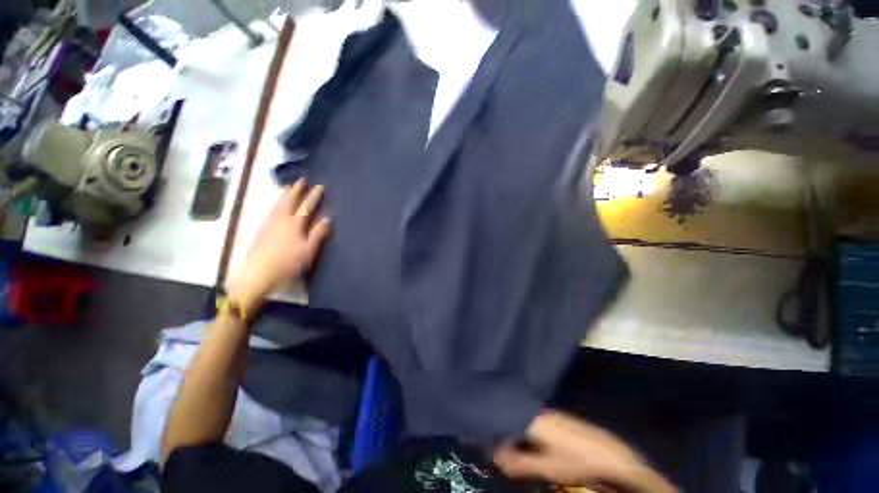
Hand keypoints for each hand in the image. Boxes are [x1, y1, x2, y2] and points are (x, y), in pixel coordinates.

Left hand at [226, 179, 330, 311]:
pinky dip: (275, 204)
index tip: (319, 187)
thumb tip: (327, 219)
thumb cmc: (288, 263)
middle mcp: (281, 220)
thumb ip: (317, 234)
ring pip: (278, 204)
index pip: (306, 207)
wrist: (258, 272)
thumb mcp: (308, 250)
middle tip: (301, 181)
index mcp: (295, 225)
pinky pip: (270, 211)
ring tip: (288, 187)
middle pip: (289, 201)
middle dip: (296, 190)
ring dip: (284, 195)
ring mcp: (270, 224)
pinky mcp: (262, 229)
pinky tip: (275, 205)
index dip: (313, 196)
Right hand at [494, 411, 676, 492]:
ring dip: (517, 437)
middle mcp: (538, 411)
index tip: (490, 448)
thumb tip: (496, 458)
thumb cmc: (578, 463)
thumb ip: (519, 462)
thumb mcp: (547, 468)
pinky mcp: (557, 419)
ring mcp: (549, 414)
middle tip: (503, 456)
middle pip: (513, 420)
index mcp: (532, 419)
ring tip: (517, 455)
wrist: (613, 456)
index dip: (495, 434)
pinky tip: (534, 450)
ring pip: (523, 422)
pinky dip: (528, 436)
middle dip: (506, 437)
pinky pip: (534, 424)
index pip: (504, 420)